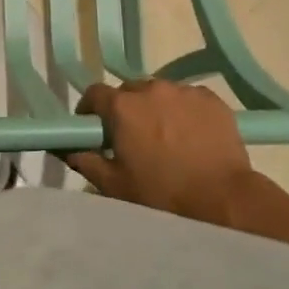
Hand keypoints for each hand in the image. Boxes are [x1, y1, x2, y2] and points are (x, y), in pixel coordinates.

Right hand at [64, 78, 253, 225]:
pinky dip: (183, 111)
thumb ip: (85, 160)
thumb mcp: (114, 184)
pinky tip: (190, 135)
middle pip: (129, 92)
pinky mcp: (210, 98)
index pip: (94, 93)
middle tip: (131, 137)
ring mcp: (183, 91)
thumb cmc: (162, 194)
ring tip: (164, 136)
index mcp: (123, 106)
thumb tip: (65, 148)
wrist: (223, 199)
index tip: (93, 128)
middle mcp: (151, 89)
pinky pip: (187, 98)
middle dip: (125, 109)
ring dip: (155, 108)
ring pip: (160, 93)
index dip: (90, 110)